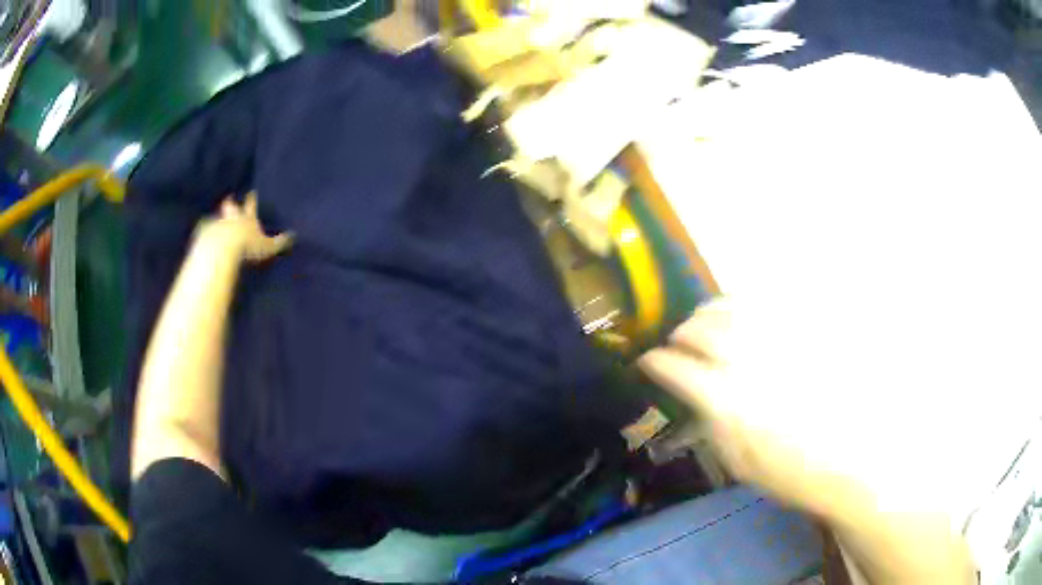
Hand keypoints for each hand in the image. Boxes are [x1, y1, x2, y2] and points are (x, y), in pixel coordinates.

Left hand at [199, 193, 292, 262]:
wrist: (221, 248)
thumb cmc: (247, 246)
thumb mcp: (267, 247)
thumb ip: (279, 243)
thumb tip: (294, 236)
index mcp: (246, 218)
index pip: (250, 205)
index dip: (251, 199)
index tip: (251, 192)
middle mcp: (231, 217)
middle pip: (230, 207)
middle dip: (230, 204)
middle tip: (229, 199)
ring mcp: (217, 224)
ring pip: (217, 219)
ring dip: (218, 221)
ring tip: (216, 223)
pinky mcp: (204, 234)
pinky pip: (205, 232)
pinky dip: (206, 234)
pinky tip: (204, 238)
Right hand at [639, 298, 973, 581]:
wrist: (855, 459)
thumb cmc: (794, 473)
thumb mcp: (740, 464)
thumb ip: (711, 425)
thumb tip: (693, 395)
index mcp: (729, 402)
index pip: (678, 369)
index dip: (656, 362)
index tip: (648, 362)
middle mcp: (751, 362)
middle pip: (701, 329)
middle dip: (681, 332)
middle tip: (676, 340)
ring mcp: (780, 340)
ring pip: (732, 307)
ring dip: (709, 311)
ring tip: (705, 320)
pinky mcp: (804, 328)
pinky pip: (767, 304)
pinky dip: (745, 305)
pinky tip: (742, 313)